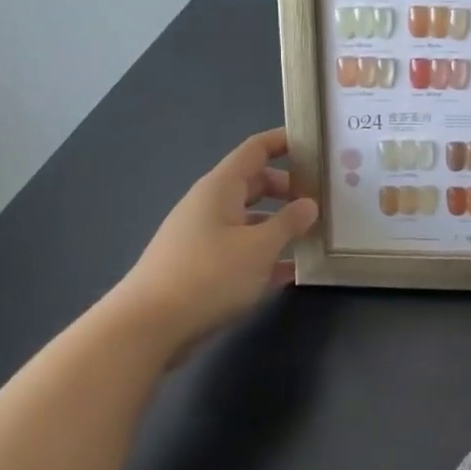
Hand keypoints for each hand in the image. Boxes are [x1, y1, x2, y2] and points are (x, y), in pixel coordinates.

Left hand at [109, 127, 317, 352]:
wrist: (147, 328)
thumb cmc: (209, 276)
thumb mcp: (260, 247)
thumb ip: (290, 222)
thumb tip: (309, 204)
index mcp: (221, 188)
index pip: (256, 149)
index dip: (285, 142)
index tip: (317, 145)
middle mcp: (210, 205)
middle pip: (255, 184)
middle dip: (289, 188)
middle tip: (323, 199)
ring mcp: (202, 237)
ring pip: (250, 219)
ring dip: (279, 224)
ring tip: (313, 235)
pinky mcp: (200, 267)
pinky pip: (240, 249)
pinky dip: (264, 254)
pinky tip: (290, 271)